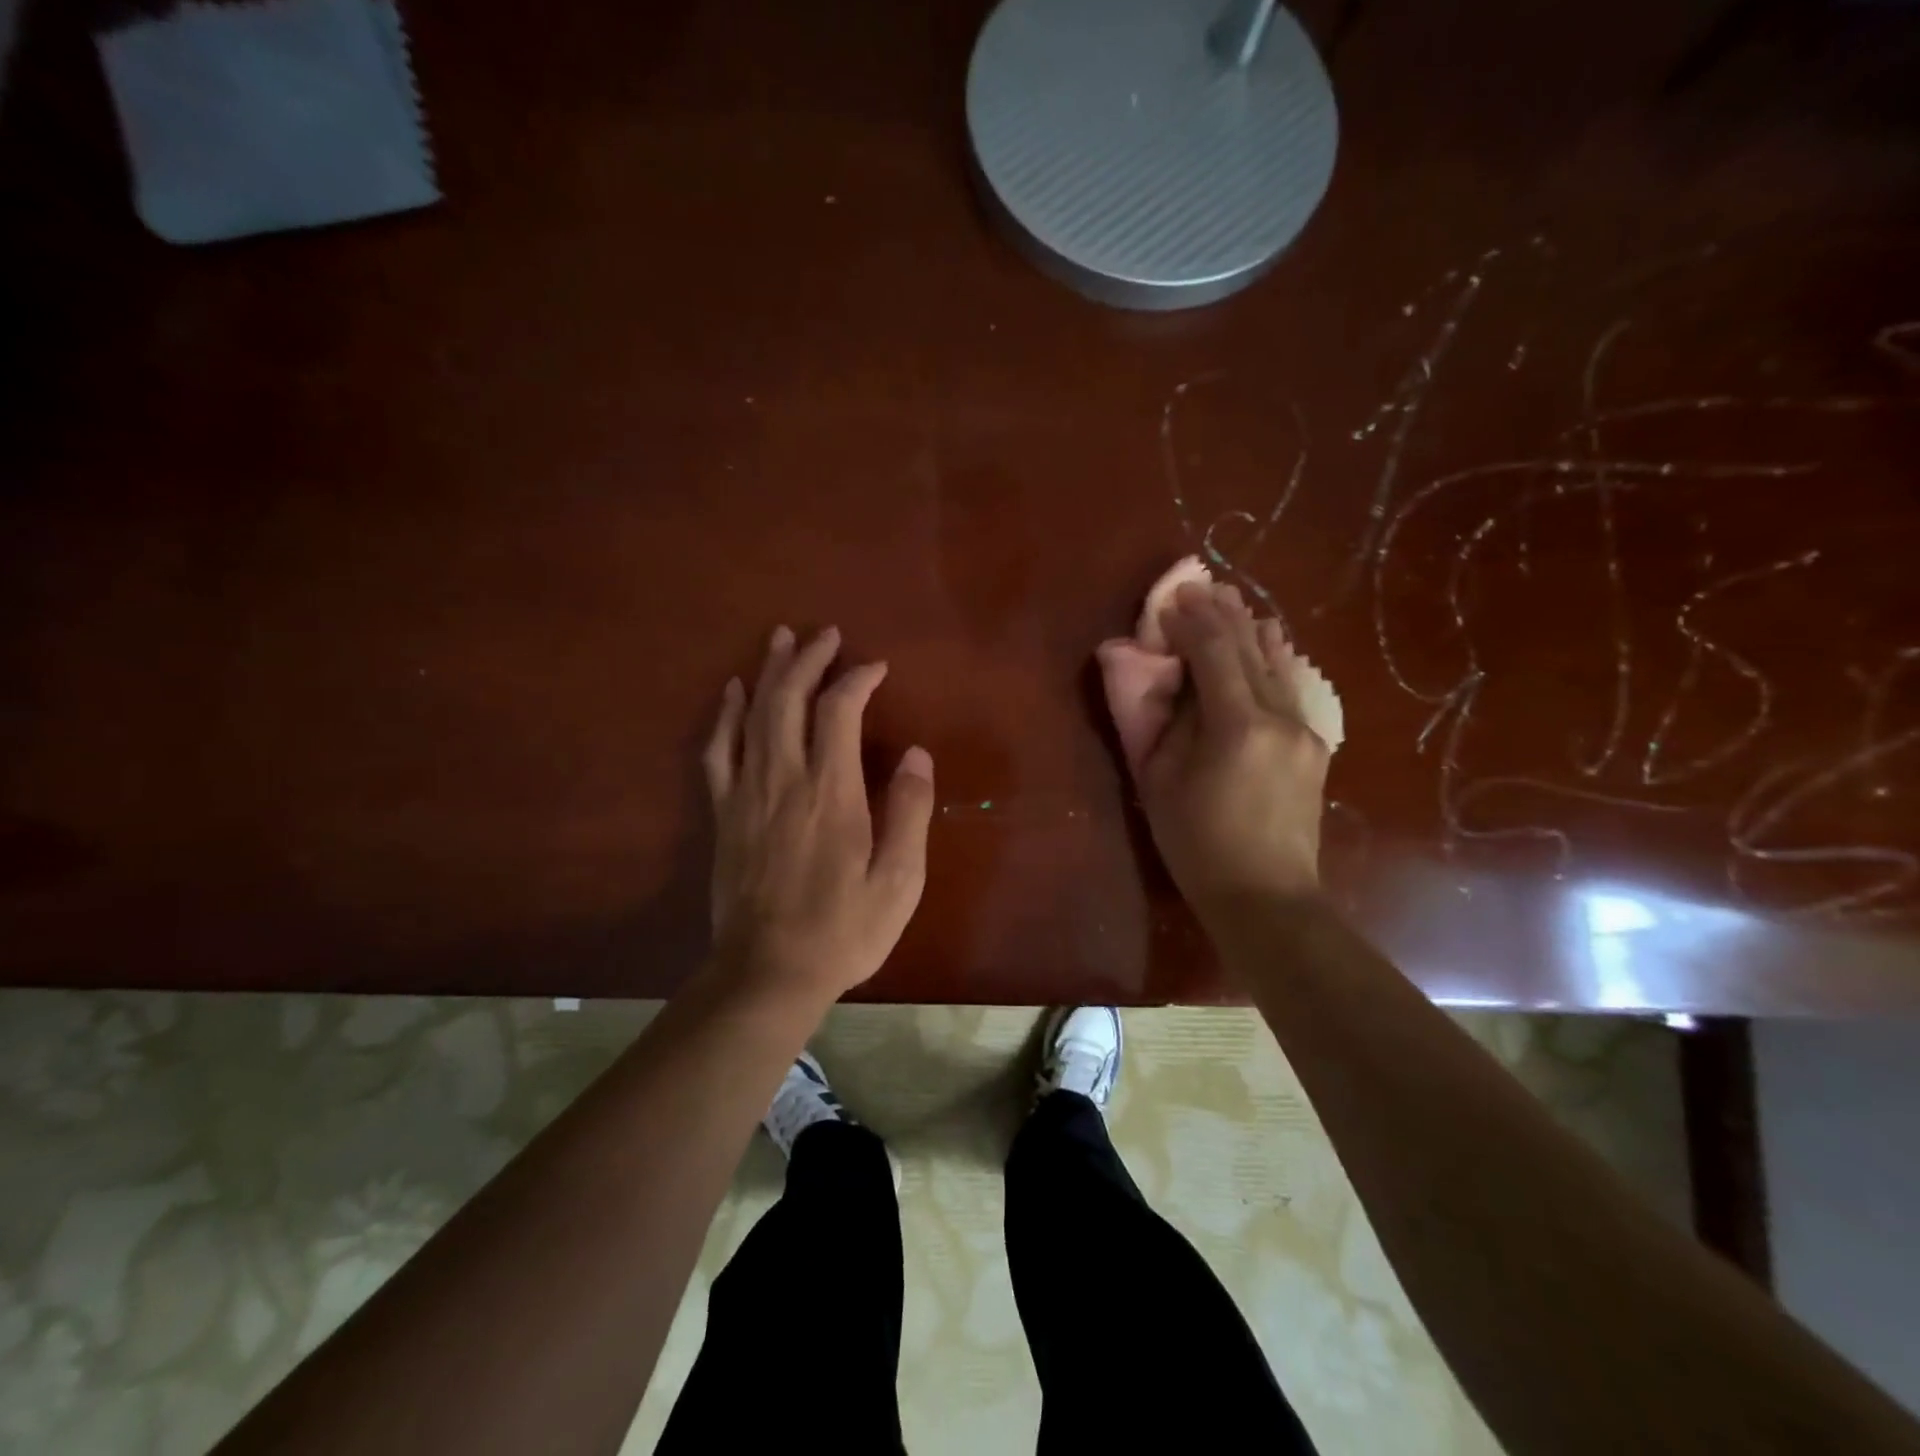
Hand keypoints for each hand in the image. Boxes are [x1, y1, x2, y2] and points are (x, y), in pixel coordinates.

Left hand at [703, 625, 934, 1003]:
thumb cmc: (844, 929)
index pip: (839, 711)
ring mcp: (747, 794)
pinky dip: (727, 715)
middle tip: (825, 633)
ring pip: (753, 715)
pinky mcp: (724, 813)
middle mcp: (785, 779)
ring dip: (769, 672)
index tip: (876, 667)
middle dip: (808, 659)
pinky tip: (734, 693)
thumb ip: (909, 812)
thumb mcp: (899, 880)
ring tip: (780, 639)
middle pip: (789, 699)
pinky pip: (719, 750)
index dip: (857, 679)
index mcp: (832, 792)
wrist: (768, 972)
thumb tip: (915, 754)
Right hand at [1096, 581, 1328, 916]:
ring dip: (1248, 628)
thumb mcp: (1160, 782)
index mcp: (1237, 725)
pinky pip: (1288, 685)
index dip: (1189, 620)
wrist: (1266, 895)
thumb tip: (1162, 675)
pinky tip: (1266, 639)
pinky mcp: (1313, 743)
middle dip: (1221, 613)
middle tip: (1198, 586)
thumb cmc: (1197, 844)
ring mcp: (1304, 728)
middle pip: (1249, 647)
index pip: (1214, 651)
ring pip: (1275, 662)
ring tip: (1230, 601)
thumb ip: (1161, 721)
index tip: (1169, 600)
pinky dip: (1270, 656)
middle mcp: (1279, 715)